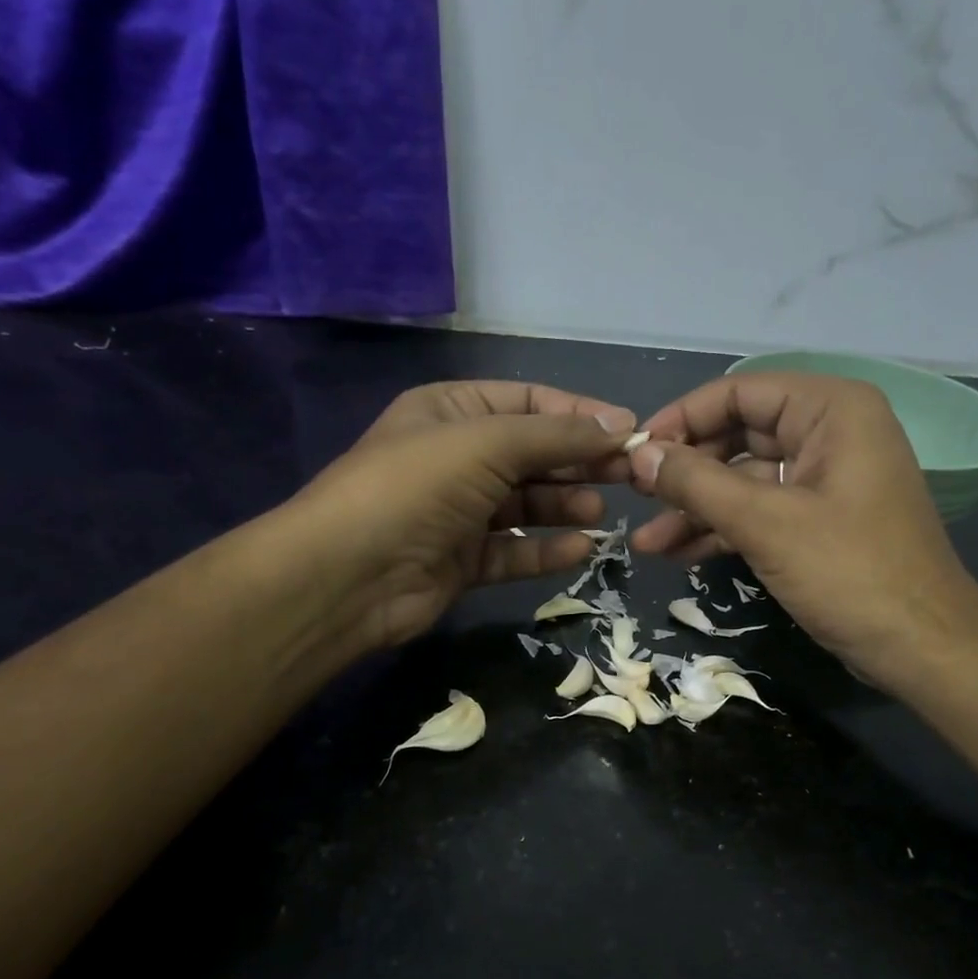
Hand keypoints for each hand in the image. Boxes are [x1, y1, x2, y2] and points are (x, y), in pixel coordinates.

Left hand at [297, 381, 632, 651]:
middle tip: (630, 476)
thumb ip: (556, 435)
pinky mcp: (462, 561)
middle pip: (533, 454)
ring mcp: (458, 512)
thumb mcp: (487, 443)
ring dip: (564, 506)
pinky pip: (514, 551)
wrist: (347, 575)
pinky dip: (546, 551)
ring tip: (598, 513)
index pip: (530, 403)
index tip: (630, 432)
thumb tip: (620, 424)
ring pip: (526, 505)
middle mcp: (456, 457)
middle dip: (579, 463)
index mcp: (452, 410)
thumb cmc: (415, 487)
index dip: (581, 414)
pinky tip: (581, 550)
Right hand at [628, 372, 977, 695]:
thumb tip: (638, 454)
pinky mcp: (820, 521)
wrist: (924, 650)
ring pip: (744, 480)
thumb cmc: (850, 573)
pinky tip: (679, 553)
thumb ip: (697, 483)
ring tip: (646, 542)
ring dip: (696, 508)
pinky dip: (722, 529)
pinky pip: (761, 511)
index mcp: (831, 410)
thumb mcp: (766, 523)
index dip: (682, 419)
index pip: (739, 392)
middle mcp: (830, 433)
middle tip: (635, 498)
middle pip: (738, 435)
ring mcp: (826, 479)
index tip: (634, 454)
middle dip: (685, 472)